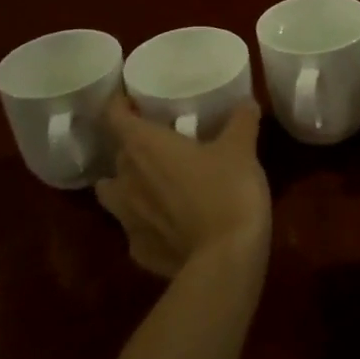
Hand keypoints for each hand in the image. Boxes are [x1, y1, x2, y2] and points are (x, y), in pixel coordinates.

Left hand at [94, 97, 271, 278]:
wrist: (226, 259)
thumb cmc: (228, 190)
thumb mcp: (241, 148)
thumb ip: (241, 120)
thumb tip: (247, 101)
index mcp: (144, 147)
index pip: (114, 116)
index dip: (119, 104)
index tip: (133, 99)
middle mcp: (126, 179)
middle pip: (118, 154)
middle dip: (134, 146)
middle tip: (161, 142)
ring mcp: (127, 219)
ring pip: (112, 193)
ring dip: (126, 185)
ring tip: (151, 183)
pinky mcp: (138, 251)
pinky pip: (134, 229)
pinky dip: (146, 223)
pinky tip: (168, 224)